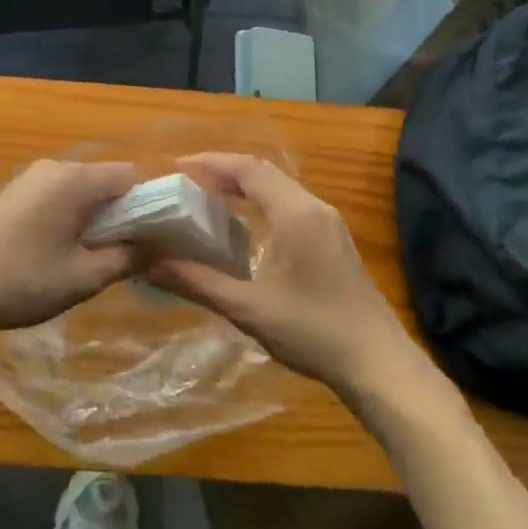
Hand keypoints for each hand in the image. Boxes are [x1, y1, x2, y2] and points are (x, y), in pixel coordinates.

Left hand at [0, 160, 140, 341]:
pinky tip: (58, 251)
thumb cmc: (22, 281)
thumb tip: (158, 247)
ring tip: (90, 258)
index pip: (131, 177)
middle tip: (123, 255)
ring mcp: (31, 178)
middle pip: (105, 180)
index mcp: (75, 180)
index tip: (153, 240)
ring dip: (94, 217)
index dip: (149, 205)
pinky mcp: (14, 193)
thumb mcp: (83, 277)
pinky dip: (70, 216)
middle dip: (122, 213)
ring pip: (81, 190)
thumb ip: (127, 258)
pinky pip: (57, 195)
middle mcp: (55, 167)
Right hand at [146, 154, 415, 393]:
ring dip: (243, 187)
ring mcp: (328, 223)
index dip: (211, 163)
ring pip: (278, 189)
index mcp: (295, 213)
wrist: (379, 365)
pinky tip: (243, 228)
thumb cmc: (313, 332)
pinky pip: (290, 205)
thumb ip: (198, 282)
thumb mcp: (248, 309)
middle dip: (223, 172)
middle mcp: (314, 207)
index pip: (248, 169)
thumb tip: (148, 265)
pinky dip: (260, 204)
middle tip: (185, 184)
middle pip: (263, 173)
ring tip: (206, 200)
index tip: (176, 168)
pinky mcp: (333, 241)